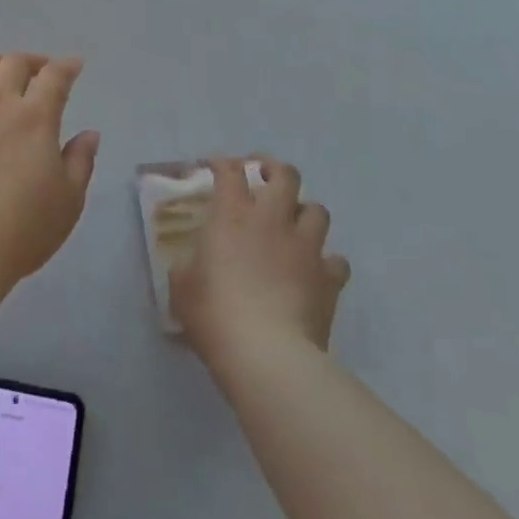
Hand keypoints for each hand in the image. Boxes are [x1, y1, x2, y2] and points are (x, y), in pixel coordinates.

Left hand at [0, 55, 101, 290]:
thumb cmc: (21, 229)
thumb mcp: (68, 201)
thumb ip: (80, 161)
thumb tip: (89, 133)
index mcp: (35, 117)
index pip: (55, 77)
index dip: (67, 67)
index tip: (73, 65)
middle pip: (13, 64)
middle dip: (31, 62)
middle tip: (39, 71)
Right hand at [172, 158, 350, 369]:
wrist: (266, 353)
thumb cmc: (215, 314)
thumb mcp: (182, 288)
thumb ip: (186, 268)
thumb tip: (188, 266)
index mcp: (232, 216)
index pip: (230, 172)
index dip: (223, 164)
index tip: (217, 167)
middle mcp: (271, 220)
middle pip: (285, 176)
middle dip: (275, 170)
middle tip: (264, 178)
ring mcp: (305, 247)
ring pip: (318, 210)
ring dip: (305, 213)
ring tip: (294, 225)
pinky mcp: (329, 278)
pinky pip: (336, 260)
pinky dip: (326, 262)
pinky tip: (315, 272)